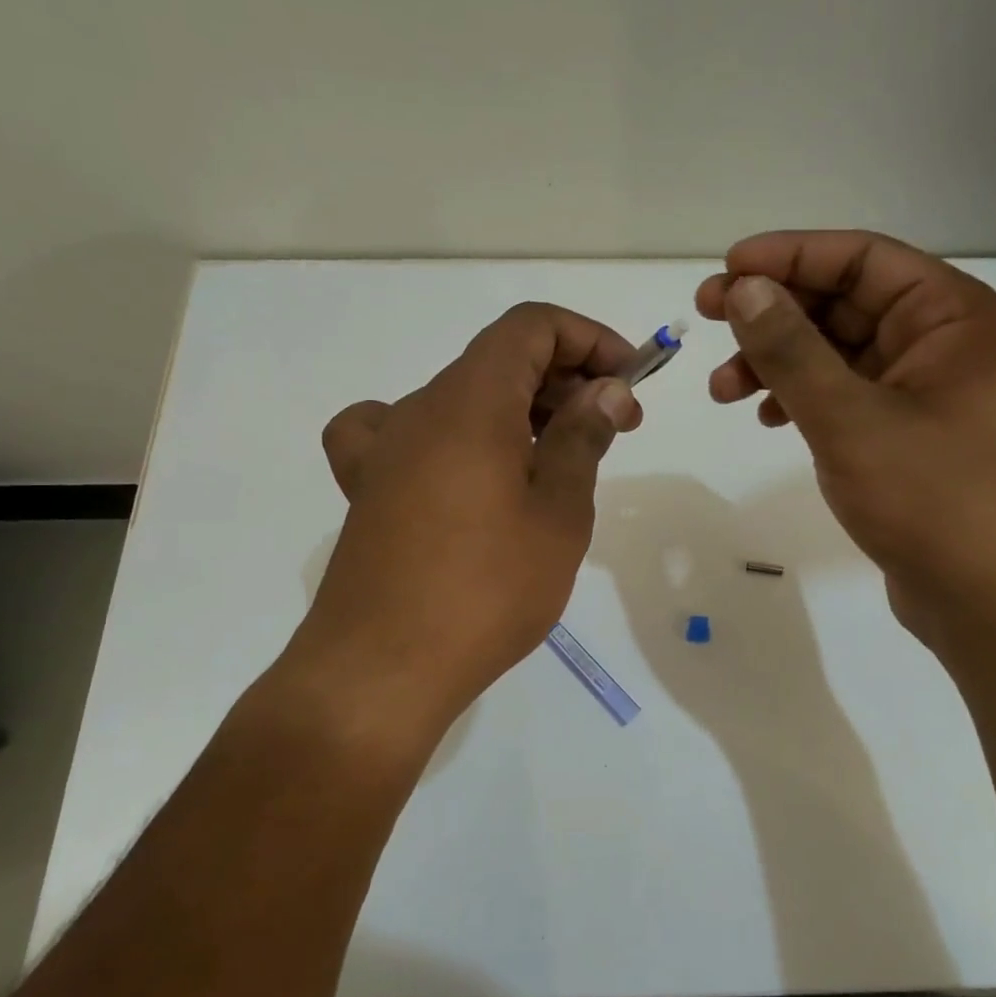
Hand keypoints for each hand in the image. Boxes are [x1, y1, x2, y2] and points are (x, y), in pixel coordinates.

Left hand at [297, 303, 641, 737]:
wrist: (381, 670)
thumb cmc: (486, 590)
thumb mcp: (558, 513)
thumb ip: (582, 439)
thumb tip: (605, 390)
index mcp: (471, 401)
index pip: (531, 326)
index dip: (588, 339)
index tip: (628, 382)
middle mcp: (420, 408)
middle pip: (499, 359)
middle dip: (566, 379)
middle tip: (614, 430)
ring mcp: (386, 448)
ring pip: (462, 397)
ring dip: (520, 409)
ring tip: (560, 461)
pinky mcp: (367, 488)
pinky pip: (400, 432)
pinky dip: (445, 434)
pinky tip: (457, 468)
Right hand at [695, 231, 995, 640]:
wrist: (984, 600)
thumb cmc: (929, 498)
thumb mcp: (848, 418)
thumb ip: (791, 349)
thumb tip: (744, 289)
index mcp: (954, 317)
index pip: (863, 260)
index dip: (789, 256)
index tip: (726, 271)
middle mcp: (945, 342)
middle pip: (846, 303)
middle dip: (774, 314)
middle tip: (708, 318)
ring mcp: (927, 390)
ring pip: (838, 352)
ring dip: (779, 362)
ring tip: (723, 389)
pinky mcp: (907, 432)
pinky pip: (845, 394)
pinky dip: (802, 398)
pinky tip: (767, 417)